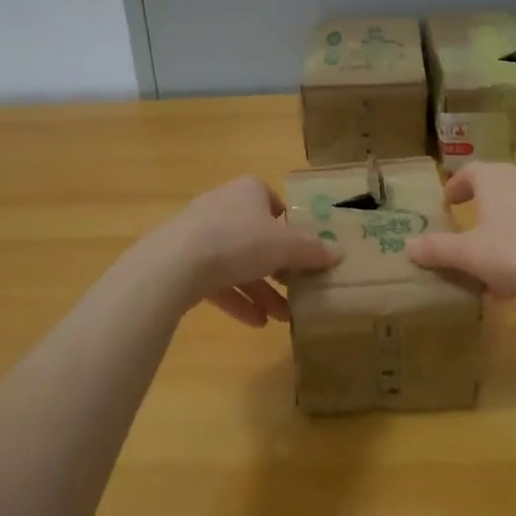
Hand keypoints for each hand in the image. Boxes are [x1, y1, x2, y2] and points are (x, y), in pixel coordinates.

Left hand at [130, 175, 341, 326]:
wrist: (176, 263)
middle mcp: (223, 206)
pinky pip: (217, 280)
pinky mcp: (184, 261)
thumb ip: (312, 250)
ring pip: (237, 262)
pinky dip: (237, 300)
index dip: (289, 226)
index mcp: (248, 191)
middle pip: (256, 236)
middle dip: (277, 267)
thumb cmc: (239, 241)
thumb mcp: (285, 246)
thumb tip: (339, 252)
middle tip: (296, 289)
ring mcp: (200, 234)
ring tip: (281, 317)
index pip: (272, 202)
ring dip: (260, 290)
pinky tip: (255, 324)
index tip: (302, 250)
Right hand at [406, 162, 515, 306]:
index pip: (469, 172)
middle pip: (495, 192)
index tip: (447, 205)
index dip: (455, 188)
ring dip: (503, 235)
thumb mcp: (469, 254)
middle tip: (467, 237)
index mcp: (495, 178)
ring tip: (493, 269)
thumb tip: (408, 245)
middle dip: (480, 216)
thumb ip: (437, 249)